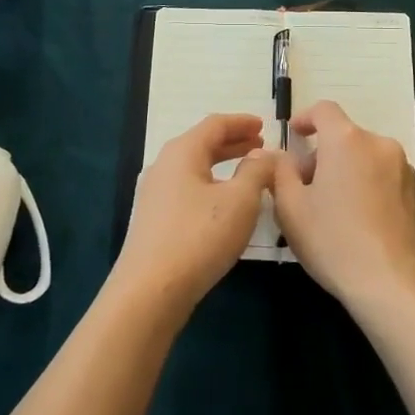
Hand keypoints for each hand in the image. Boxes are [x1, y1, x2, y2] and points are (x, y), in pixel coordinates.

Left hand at [114, 113, 275, 315]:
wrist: (150, 291)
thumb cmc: (199, 237)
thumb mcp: (240, 201)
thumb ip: (257, 171)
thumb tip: (264, 154)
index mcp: (182, 151)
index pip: (215, 124)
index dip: (242, 122)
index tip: (264, 125)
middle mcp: (164, 165)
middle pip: (202, 144)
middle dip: (233, 143)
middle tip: (260, 146)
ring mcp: (155, 193)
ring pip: (195, 168)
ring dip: (222, 165)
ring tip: (247, 174)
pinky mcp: (154, 220)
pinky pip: (187, 189)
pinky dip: (210, 185)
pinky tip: (224, 204)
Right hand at [271, 100, 414, 313]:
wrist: (391, 282)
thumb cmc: (333, 239)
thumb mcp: (290, 207)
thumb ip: (280, 172)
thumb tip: (281, 156)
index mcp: (346, 140)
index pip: (323, 110)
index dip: (305, 118)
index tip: (295, 136)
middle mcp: (377, 144)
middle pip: (344, 136)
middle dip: (322, 154)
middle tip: (305, 187)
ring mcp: (401, 167)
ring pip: (364, 156)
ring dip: (345, 169)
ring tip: (331, 207)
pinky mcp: (414, 191)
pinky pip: (382, 175)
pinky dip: (365, 184)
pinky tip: (356, 219)